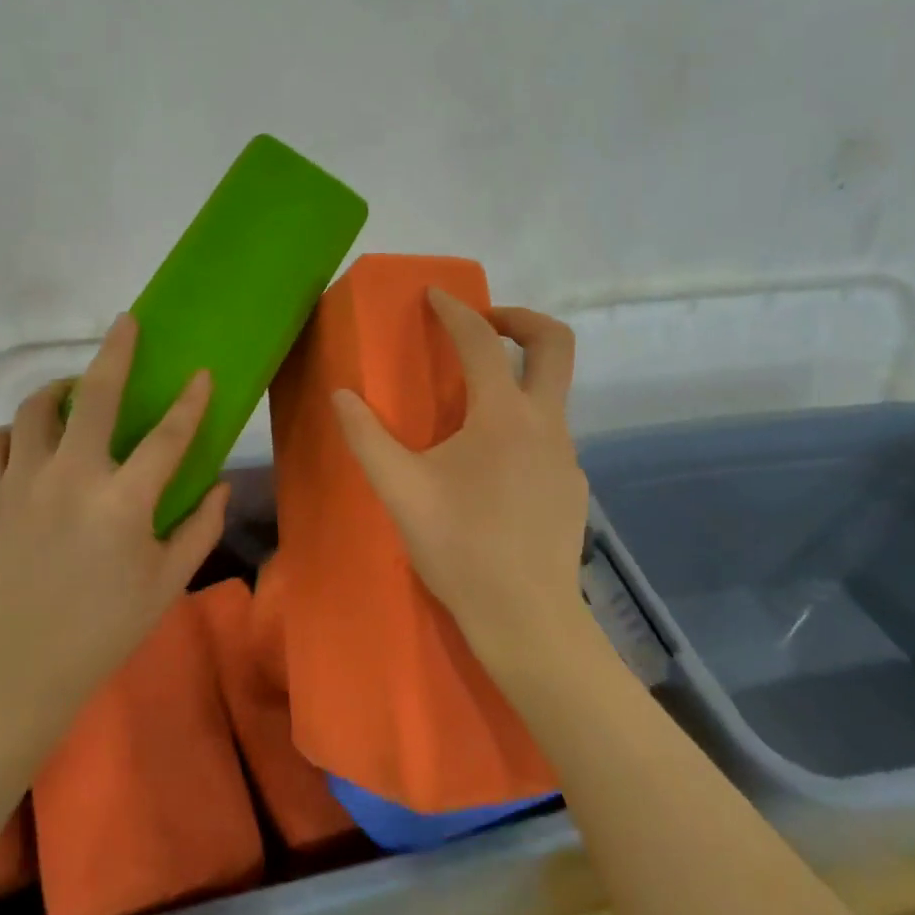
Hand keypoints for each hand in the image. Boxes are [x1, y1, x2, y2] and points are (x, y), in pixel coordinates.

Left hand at [0, 314, 229, 735]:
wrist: (19, 668)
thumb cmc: (104, 628)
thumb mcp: (168, 583)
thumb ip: (201, 528)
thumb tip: (220, 484)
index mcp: (123, 503)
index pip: (168, 435)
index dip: (191, 401)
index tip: (202, 373)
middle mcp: (70, 479)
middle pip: (93, 395)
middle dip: (115, 351)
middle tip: (126, 324)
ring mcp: (19, 484)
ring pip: (34, 408)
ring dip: (58, 391)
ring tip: (72, 395)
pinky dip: (13, 433)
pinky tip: (29, 444)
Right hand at [332, 290, 590, 678]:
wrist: (526, 618)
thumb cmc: (460, 548)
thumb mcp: (401, 491)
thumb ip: (367, 438)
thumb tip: (341, 395)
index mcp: (503, 416)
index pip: (483, 342)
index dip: (457, 311)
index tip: (435, 295)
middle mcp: (545, 424)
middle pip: (556, 343)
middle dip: (520, 318)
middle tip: (483, 323)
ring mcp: (566, 455)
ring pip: (552, 393)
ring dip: (517, 378)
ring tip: (471, 406)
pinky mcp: (572, 485)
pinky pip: (548, 435)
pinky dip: (521, 425)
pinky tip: (490, 467)